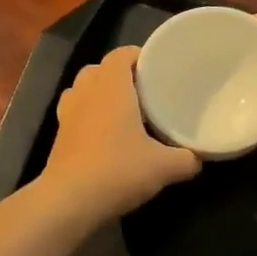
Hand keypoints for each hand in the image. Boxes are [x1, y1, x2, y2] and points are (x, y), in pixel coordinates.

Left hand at [39, 47, 201, 221]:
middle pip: (99, 69)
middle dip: (120, 76)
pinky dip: (88, 117)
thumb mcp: (164, 167)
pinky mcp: (58, 137)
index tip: (158, 69)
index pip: (121, 54)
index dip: (139, 56)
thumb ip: (186, 159)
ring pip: (82, 90)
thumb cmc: (118, 170)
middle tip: (144, 93)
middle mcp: (85, 93)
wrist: (69, 201)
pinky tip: (105, 137)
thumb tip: (198, 158)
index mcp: (110, 87)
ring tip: (122, 112)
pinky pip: (74, 114)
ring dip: (99, 94)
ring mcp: (67, 114)